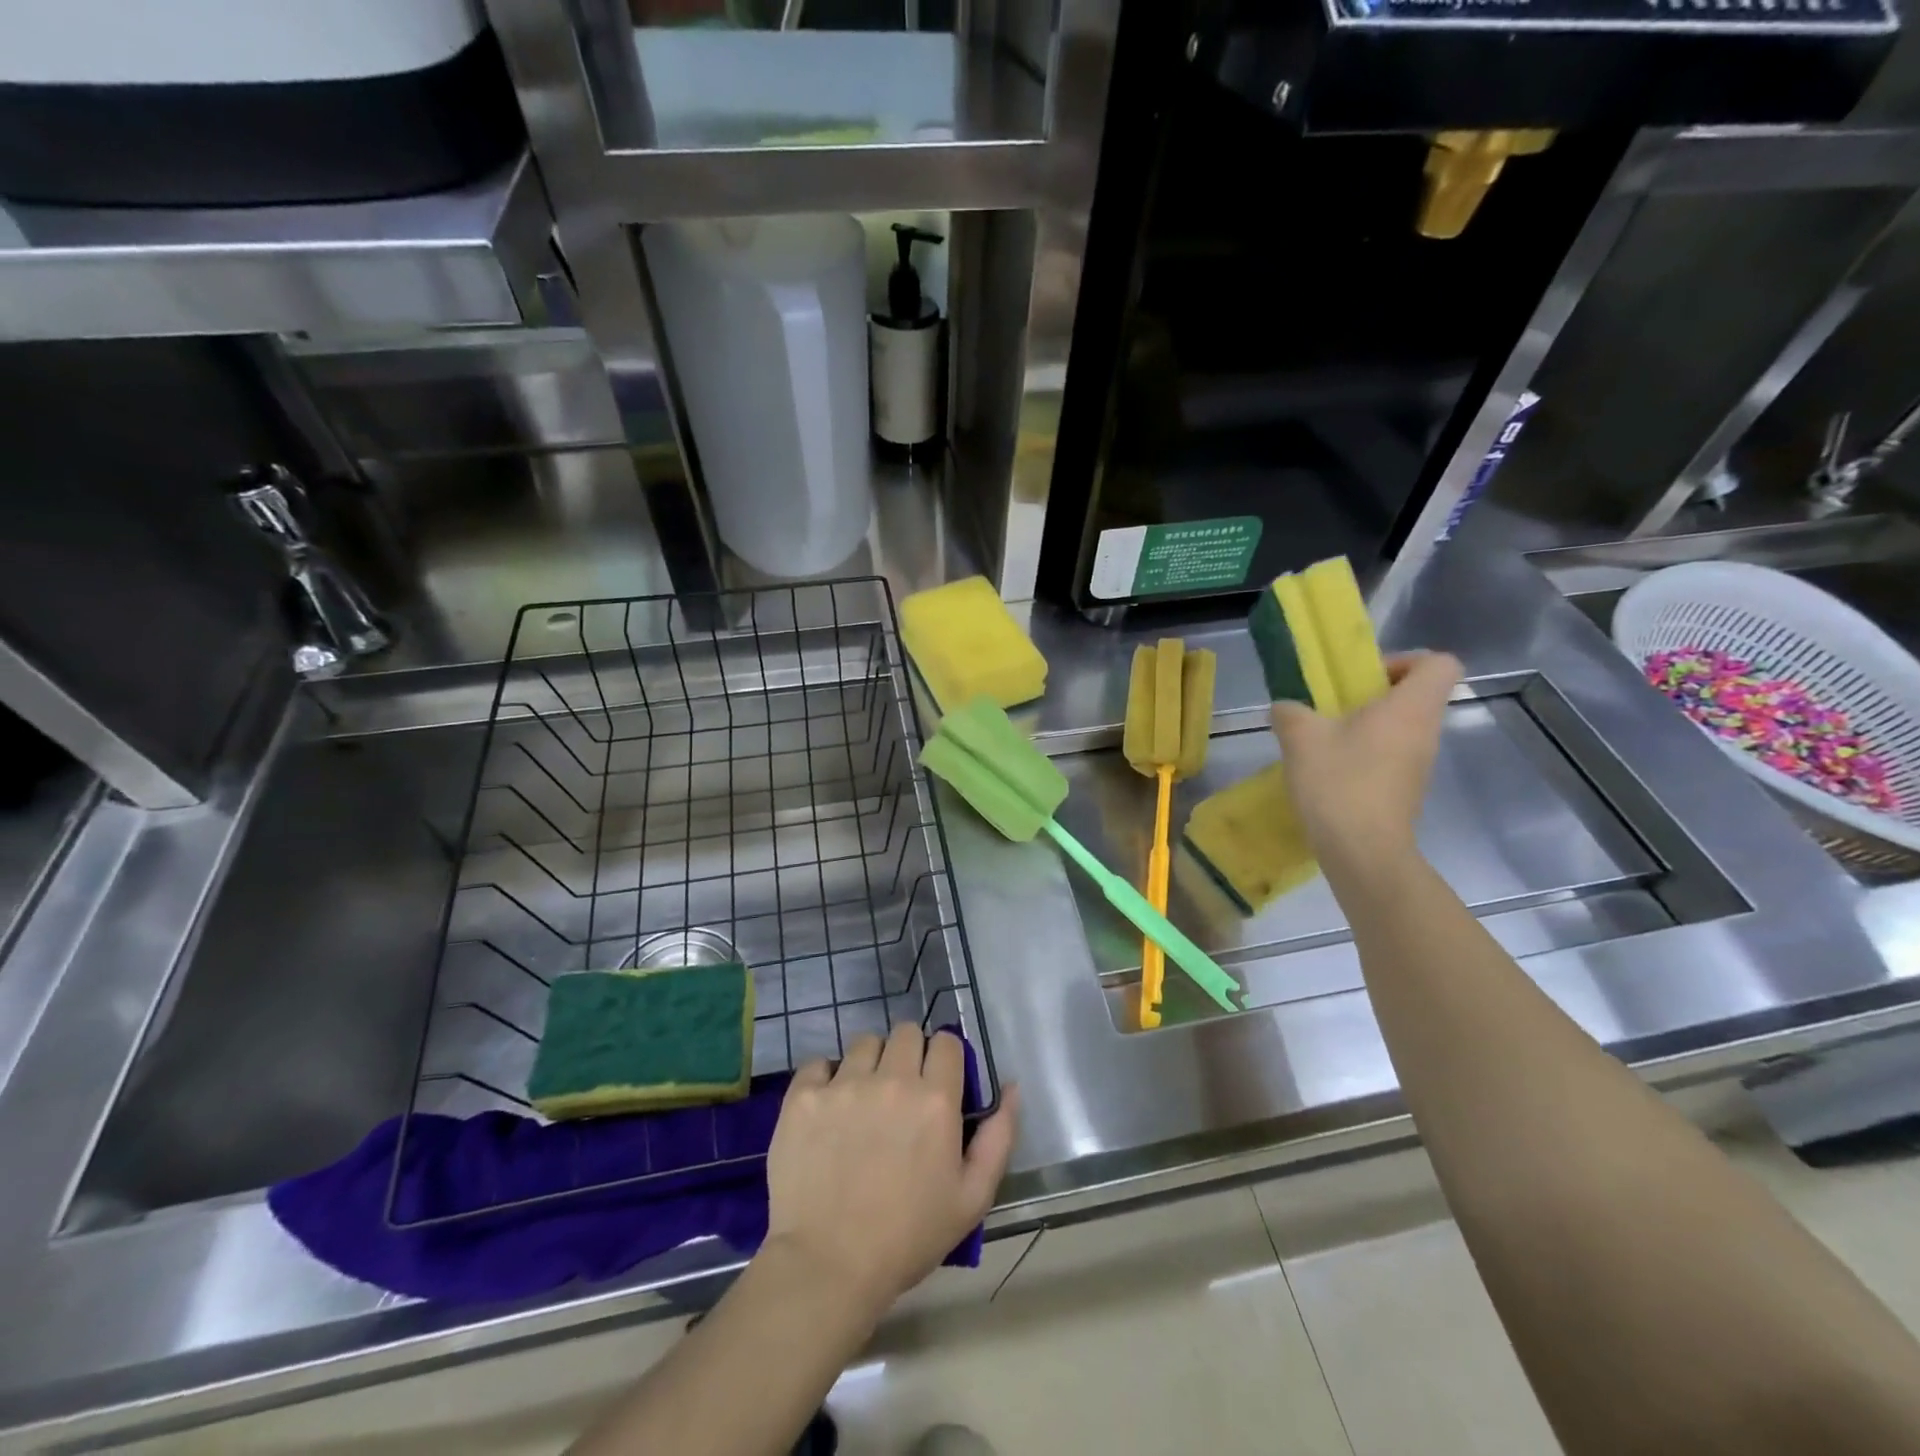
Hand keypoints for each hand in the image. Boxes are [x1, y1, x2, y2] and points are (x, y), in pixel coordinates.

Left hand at [763, 1024, 1019, 1315]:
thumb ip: (999, 1137)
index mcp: (936, 1100)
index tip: (938, 1083)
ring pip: (865, 1043)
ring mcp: (844, 1085)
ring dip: (870, 1063)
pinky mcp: (804, 1097)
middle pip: (906, 1032)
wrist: (827, 1267)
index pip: (947, 1042)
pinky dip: (825, 1079)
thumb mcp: (972, 1199)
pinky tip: (828, 1109)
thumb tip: (1011, 1086)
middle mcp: (891, 1080)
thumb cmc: (907, 1238)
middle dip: (910, 1054)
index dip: (945, 1059)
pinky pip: (819, 1064)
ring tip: (863, 1100)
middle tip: (902, 1092)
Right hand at [1269, 651, 1460, 881]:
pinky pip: (1393, 754)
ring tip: (1325, 739)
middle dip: (1376, 694)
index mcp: (1411, 707)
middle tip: (1335, 706)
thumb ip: (1290, 712)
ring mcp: (1420, 763)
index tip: (1366, 677)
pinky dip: (1366, 753)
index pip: (1440, 663)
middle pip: (1418, 694)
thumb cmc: (1339, 782)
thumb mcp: (1300, 737)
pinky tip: (1330, 769)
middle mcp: (1425, 730)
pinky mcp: (1406, 788)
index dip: (1406, 661)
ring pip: (1403, 726)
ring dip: (1367, 725)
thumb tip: (1286, 708)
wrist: (1362, 850)